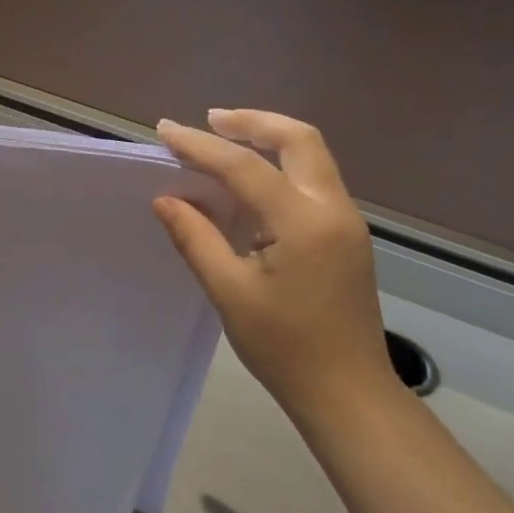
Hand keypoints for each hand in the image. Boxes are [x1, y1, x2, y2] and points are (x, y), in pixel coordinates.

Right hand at [153, 109, 395, 420]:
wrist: (349, 393)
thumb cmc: (285, 348)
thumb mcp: (230, 293)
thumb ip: (196, 239)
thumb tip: (166, 199)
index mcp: (303, 223)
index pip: (244, 166)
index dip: (200, 146)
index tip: (164, 130)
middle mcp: (332, 209)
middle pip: (298, 139)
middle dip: (252, 121)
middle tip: (210, 119)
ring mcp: (345, 222)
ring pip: (310, 156)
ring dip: (268, 138)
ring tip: (223, 138)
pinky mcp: (345, 236)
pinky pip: (312, 181)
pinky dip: (279, 166)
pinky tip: (248, 183)